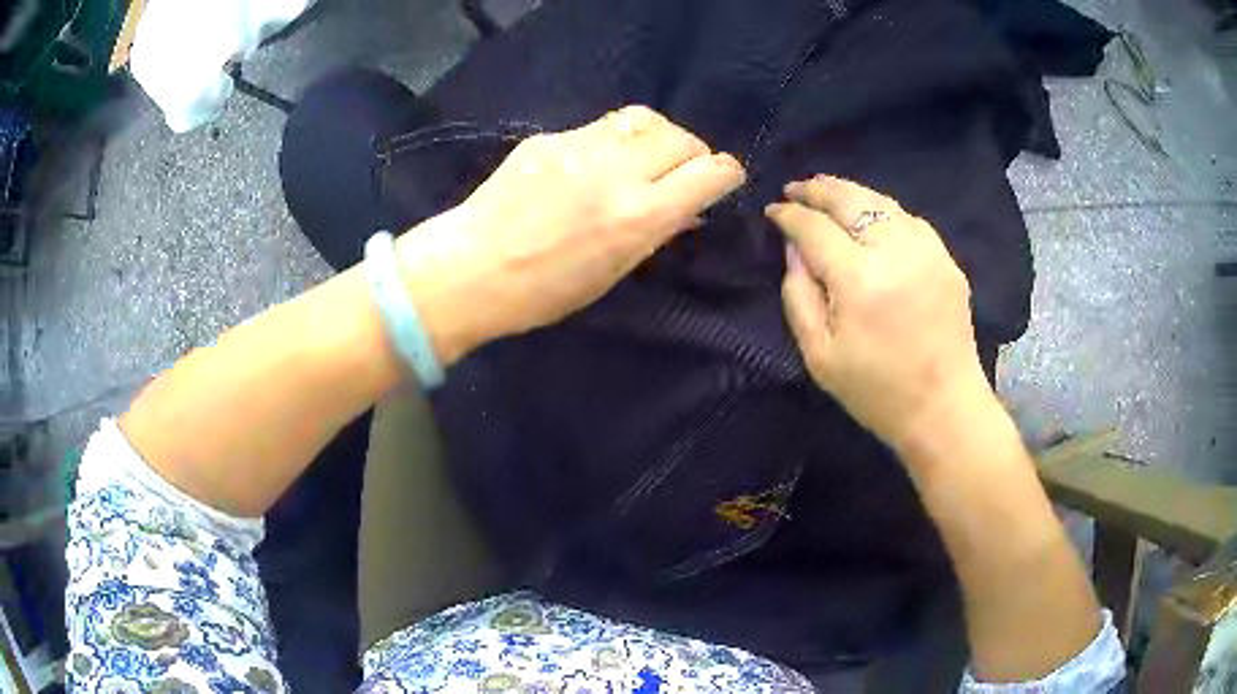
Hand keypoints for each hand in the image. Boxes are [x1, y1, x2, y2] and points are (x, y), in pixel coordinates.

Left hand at [396, 106, 745, 364]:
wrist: (469, 269)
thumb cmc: (542, 292)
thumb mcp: (610, 274)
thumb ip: (655, 233)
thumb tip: (689, 209)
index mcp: (639, 215)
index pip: (710, 172)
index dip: (726, 174)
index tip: (722, 182)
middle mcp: (617, 171)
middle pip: (683, 137)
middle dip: (695, 153)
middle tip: (683, 171)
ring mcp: (579, 147)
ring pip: (643, 119)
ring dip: (658, 137)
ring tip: (646, 156)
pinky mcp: (550, 138)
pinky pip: (599, 128)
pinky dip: (613, 141)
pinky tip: (595, 163)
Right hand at [767, 175, 995, 453]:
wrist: (944, 409)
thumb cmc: (876, 391)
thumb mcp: (819, 355)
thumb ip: (799, 294)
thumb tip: (793, 248)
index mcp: (860, 280)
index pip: (815, 228)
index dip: (789, 215)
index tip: (773, 211)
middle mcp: (895, 252)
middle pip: (850, 199)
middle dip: (817, 189)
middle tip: (795, 188)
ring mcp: (927, 251)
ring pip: (881, 201)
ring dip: (849, 192)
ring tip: (826, 191)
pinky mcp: (946, 258)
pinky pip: (907, 219)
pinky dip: (881, 209)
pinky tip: (869, 216)